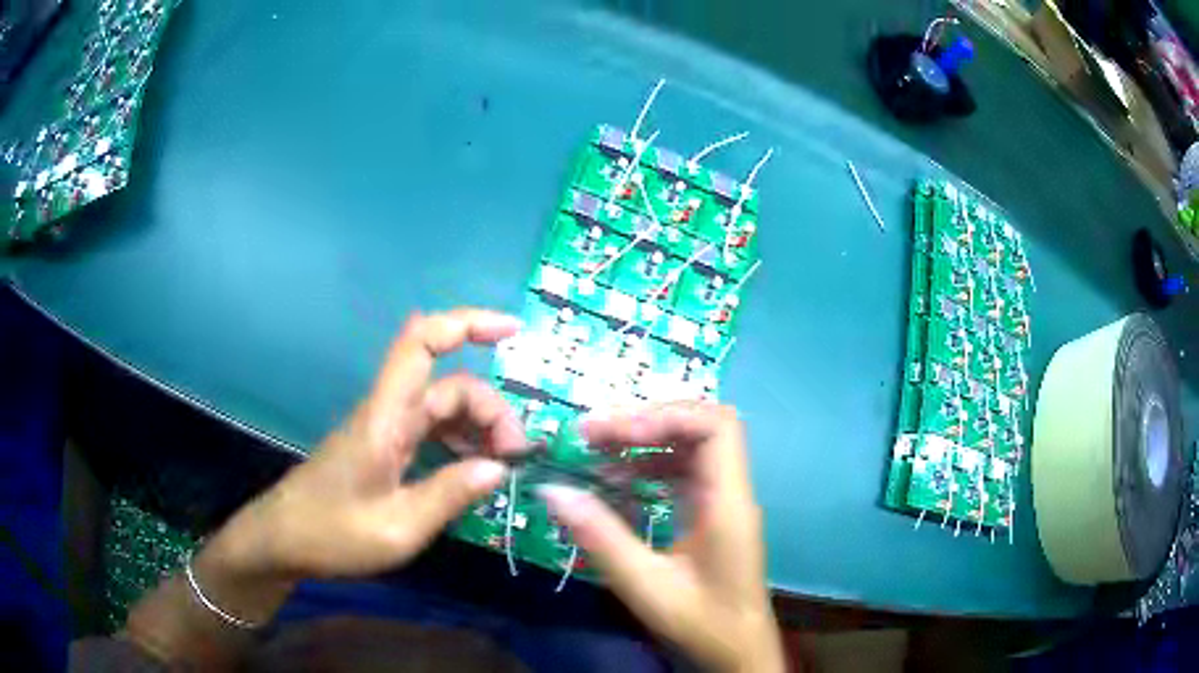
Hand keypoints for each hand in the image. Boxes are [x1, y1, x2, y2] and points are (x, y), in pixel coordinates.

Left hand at [125, 309, 527, 664]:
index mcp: (385, 418)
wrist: (281, 541)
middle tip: (515, 459)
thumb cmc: (331, 534)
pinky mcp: (385, 448)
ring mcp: (386, 430)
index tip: (513, 331)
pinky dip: (460, 444)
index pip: (422, 343)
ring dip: (479, 429)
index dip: (467, 323)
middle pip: (450, 385)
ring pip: (444, 408)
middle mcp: (388, 413)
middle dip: (492, 411)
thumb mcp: (398, 528)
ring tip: (503, 467)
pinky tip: (475, 471)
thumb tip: (500, 469)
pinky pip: (432, 432)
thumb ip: (449, 495)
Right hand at [539, 403, 785, 672]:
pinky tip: (617, 481)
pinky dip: (649, 466)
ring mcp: (723, 500)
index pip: (715, 426)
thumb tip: (553, 490)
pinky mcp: (712, 513)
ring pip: (691, 446)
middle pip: (700, 426)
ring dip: (645, 441)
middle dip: (646, 421)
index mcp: (728, 502)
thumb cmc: (702, 622)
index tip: (614, 434)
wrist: (738, 650)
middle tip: (591, 433)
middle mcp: (730, 491)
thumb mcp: (646, 585)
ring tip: (596, 449)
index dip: (666, 416)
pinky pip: (683, 472)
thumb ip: (602, 537)